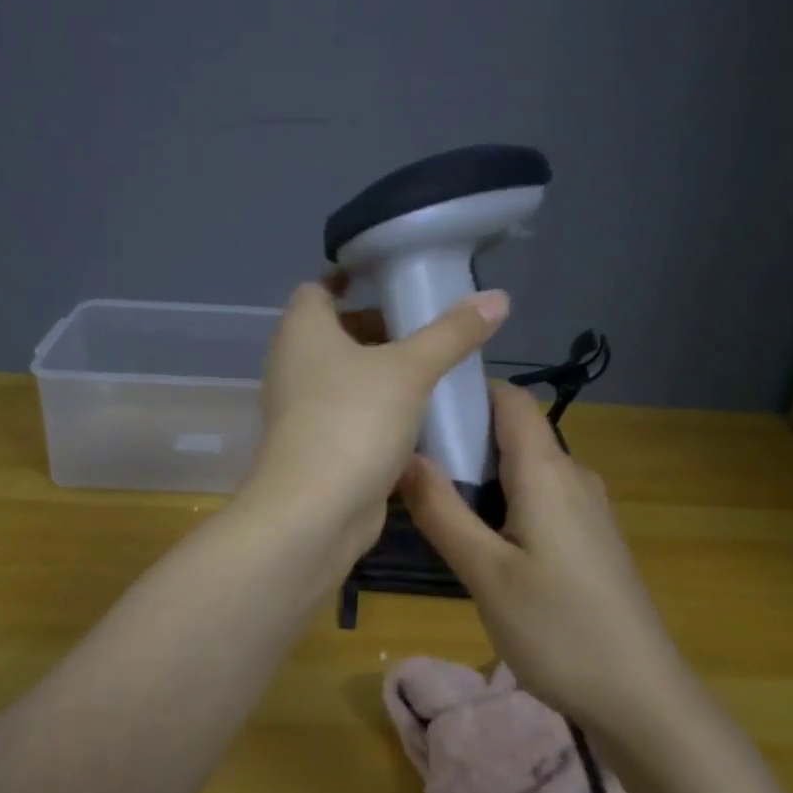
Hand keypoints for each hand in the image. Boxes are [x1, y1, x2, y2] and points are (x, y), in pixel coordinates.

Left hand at [239, 278, 508, 560]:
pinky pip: (351, 413)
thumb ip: (453, 333)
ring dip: (384, 373)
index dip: (352, 279)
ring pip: (346, 377)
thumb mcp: (410, 370)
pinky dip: (380, 410)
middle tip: (429, 328)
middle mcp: (294, 364)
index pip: (319, 289)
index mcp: (302, 331)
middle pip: (337, 333)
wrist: (314, 513)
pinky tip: (420, 416)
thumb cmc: (353, 422)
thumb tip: (498, 297)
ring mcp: (303, 409)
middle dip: (380, 328)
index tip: (394, 280)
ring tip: (434, 369)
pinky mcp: (318, 446)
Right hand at [400, 381, 685, 727]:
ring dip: (481, 477)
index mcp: (547, 471)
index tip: (419, 412)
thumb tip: (405, 456)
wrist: (641, 696)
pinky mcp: (591, 537)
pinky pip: (541, 497)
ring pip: (526, 469)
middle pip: (514, 432)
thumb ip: (442, 511)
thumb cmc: (558, 629)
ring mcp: (587, 508)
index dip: (466, 393)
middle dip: (463, 440)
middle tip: (412, 470)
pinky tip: (481, 542)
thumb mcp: (485, 573)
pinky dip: (505, 502)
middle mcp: (573, 475)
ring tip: (436, 507)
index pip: (509, 398)